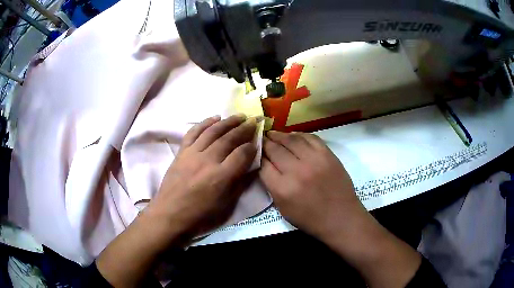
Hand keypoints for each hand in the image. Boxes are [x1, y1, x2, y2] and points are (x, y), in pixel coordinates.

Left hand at [97, 115, 257, 287]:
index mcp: (221, 177)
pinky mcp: (181, 152)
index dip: (252, 146)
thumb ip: (240, 185)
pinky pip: (194, 132)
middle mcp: (208, 161)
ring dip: (227, 122)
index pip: (241, 154)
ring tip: (238, 116)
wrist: (169, 214)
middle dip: (243, 129)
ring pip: (213, 131)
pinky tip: (215, 118)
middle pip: (229, 139)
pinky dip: (205, 123)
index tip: (257, 140)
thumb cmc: (199, 216)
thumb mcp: (225, 206)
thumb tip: (252, 168)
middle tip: (253, 121)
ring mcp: (192, 154)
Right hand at [259, 130, 362, 237]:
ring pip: (291, 139)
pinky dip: (299, 134)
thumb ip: (271, 186)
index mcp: (283, 189)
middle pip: (275, 149)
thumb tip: (265, 165)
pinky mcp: (328, 155)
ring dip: (279, 135)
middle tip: (261, 139)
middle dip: (265, 143)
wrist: (341, 217)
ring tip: (273, 133)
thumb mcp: (283, 209)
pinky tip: (292, 135)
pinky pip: (310, 138)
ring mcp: (314, 160)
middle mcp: (297, 171)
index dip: (257, 156)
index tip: (254, 152)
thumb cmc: (310, 219)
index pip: (263, 165)